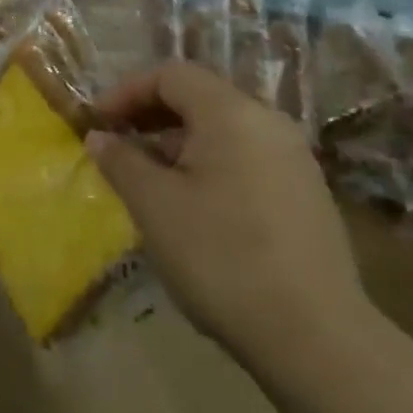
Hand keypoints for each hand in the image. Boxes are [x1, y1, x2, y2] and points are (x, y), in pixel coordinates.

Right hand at [87, 62, 372, 371]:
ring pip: (224, 131)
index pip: (172, 74)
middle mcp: (269, 122)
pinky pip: (246, 159)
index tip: (97, 122)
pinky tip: (193, 207)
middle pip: (200, 98)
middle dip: (151, 116)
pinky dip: (210, 165)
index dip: (127, 91)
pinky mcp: (306, 195)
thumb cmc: (221, 256)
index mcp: (232, 113)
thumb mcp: (155, 205)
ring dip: (178, 143)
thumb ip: (121, 161)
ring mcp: (295, 159)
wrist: (315, 337)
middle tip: (118, 147)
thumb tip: (99, 136)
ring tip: (149, 179)